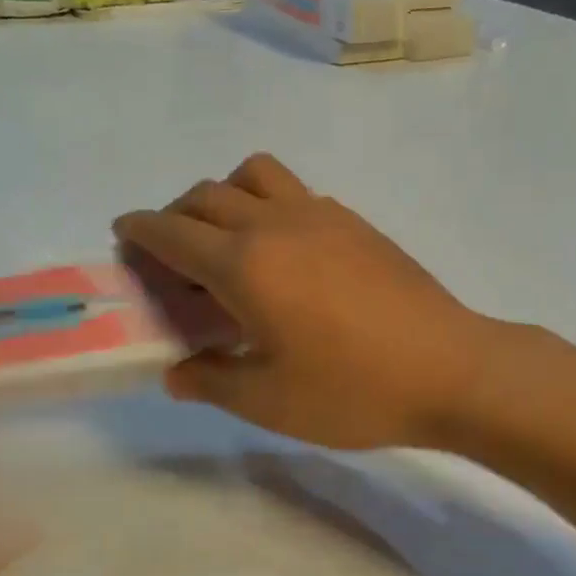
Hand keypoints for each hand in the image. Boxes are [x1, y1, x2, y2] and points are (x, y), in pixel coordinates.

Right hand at [114, 154, 491, 448]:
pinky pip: (295, 191)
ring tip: (226, 238)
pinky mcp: (356, 221)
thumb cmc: (354, 391)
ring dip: (224, 194)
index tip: (123, 234)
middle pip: (206, 194)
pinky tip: (284, 253)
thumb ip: (212, 381)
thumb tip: (176, 373)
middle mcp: (276, 224)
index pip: (173, 231)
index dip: (140, 229)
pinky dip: (268, 204)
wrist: (452, 369)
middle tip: (169, 253)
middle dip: (174, 214)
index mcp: (245, 264)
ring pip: (255, 174)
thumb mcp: (269, 401)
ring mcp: (322, 214)